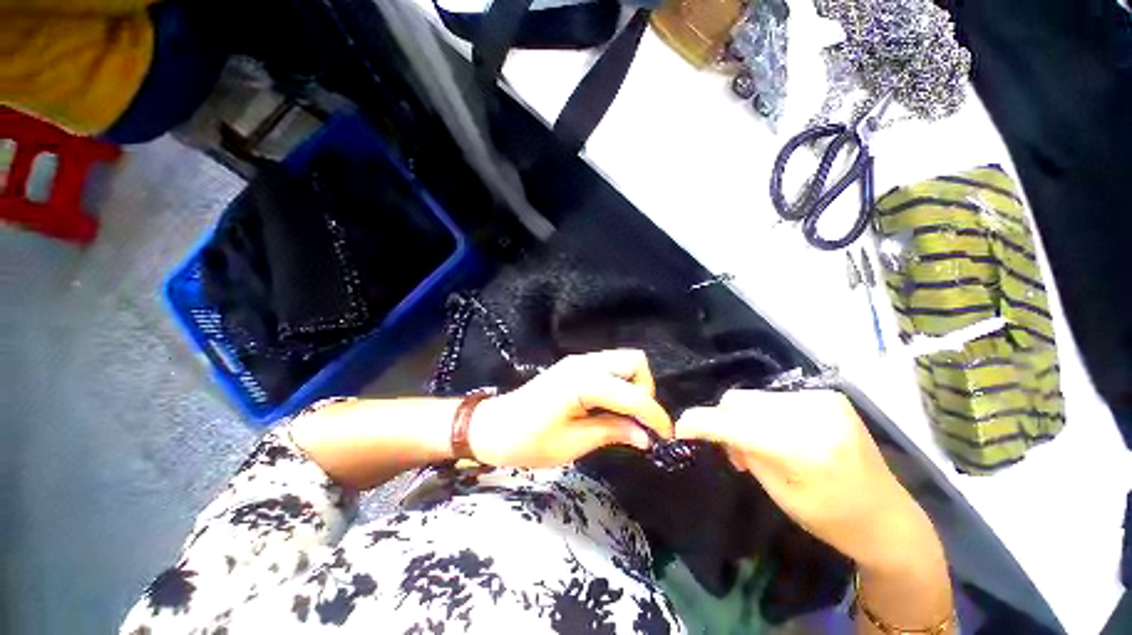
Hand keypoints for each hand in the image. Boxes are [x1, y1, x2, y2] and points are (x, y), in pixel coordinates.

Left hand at [469, 349, 673, 467]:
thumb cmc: (527, 441)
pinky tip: (610, 405)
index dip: (654, 416)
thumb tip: (645, 436)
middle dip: (645, 390)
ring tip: (624, 414)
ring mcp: (579, 361)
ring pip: (623, 360)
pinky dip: (619, 382)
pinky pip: (609, 366)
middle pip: (634, 361)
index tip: (665, 437)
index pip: (633, 394)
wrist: (494, 426)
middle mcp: (584, 364)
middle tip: (637, 420)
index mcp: (583, 383)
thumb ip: (611, 432)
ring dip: (633, 384)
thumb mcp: (571, 444)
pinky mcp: (575, 366)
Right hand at [676, 389, 931, 570]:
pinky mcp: (827, 396)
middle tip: (734, 451)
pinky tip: (779, 435)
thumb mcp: (779, 493)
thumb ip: (744, 453)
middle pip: (739, 401)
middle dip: (724, 420)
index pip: (733, 424)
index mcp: (802, 449)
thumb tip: (715, 429)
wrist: (889, 517)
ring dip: (744, 418)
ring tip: (759, 445)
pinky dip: (765, 414)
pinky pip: (774, 399)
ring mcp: (822, 400)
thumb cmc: (831, 518)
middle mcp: (812, 414)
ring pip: (753, 398)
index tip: (679, 427)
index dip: (700, 422)